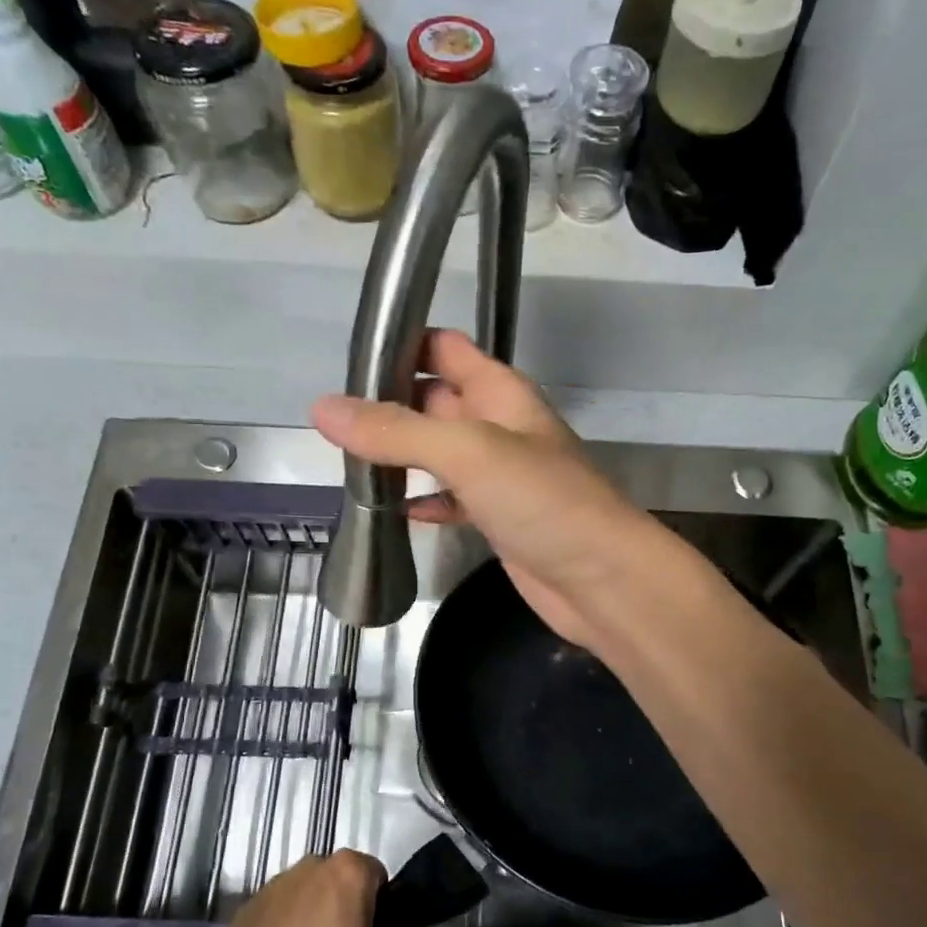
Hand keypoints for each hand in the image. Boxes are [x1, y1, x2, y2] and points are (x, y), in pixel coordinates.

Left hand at [176, 852, 435, 926]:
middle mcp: (310, 866)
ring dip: (314, 918)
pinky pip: (277, 914)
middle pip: (340, 882)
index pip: (377, 876)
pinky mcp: (245, 911)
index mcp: (347, 871)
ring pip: (307, 896)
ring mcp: (273, 886)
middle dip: (347, 909)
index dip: (382, 908)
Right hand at [311, 329, 652, 647]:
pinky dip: (423, 502)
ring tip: (346, 464)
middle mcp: (499, 427)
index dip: (401, 346)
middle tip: (331, 424)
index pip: (444, 349)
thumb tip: (323, 409)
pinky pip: (450, 501)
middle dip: (388, 406)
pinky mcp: (497, 520)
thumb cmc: (544, 501)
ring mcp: (499, 477)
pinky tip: (392, 511)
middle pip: (434, 401)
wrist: (603, 580)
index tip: (347, 363)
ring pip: (439, 453)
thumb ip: (397, 431)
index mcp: (501, 393)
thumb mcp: (468, 452)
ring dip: (401, 456)